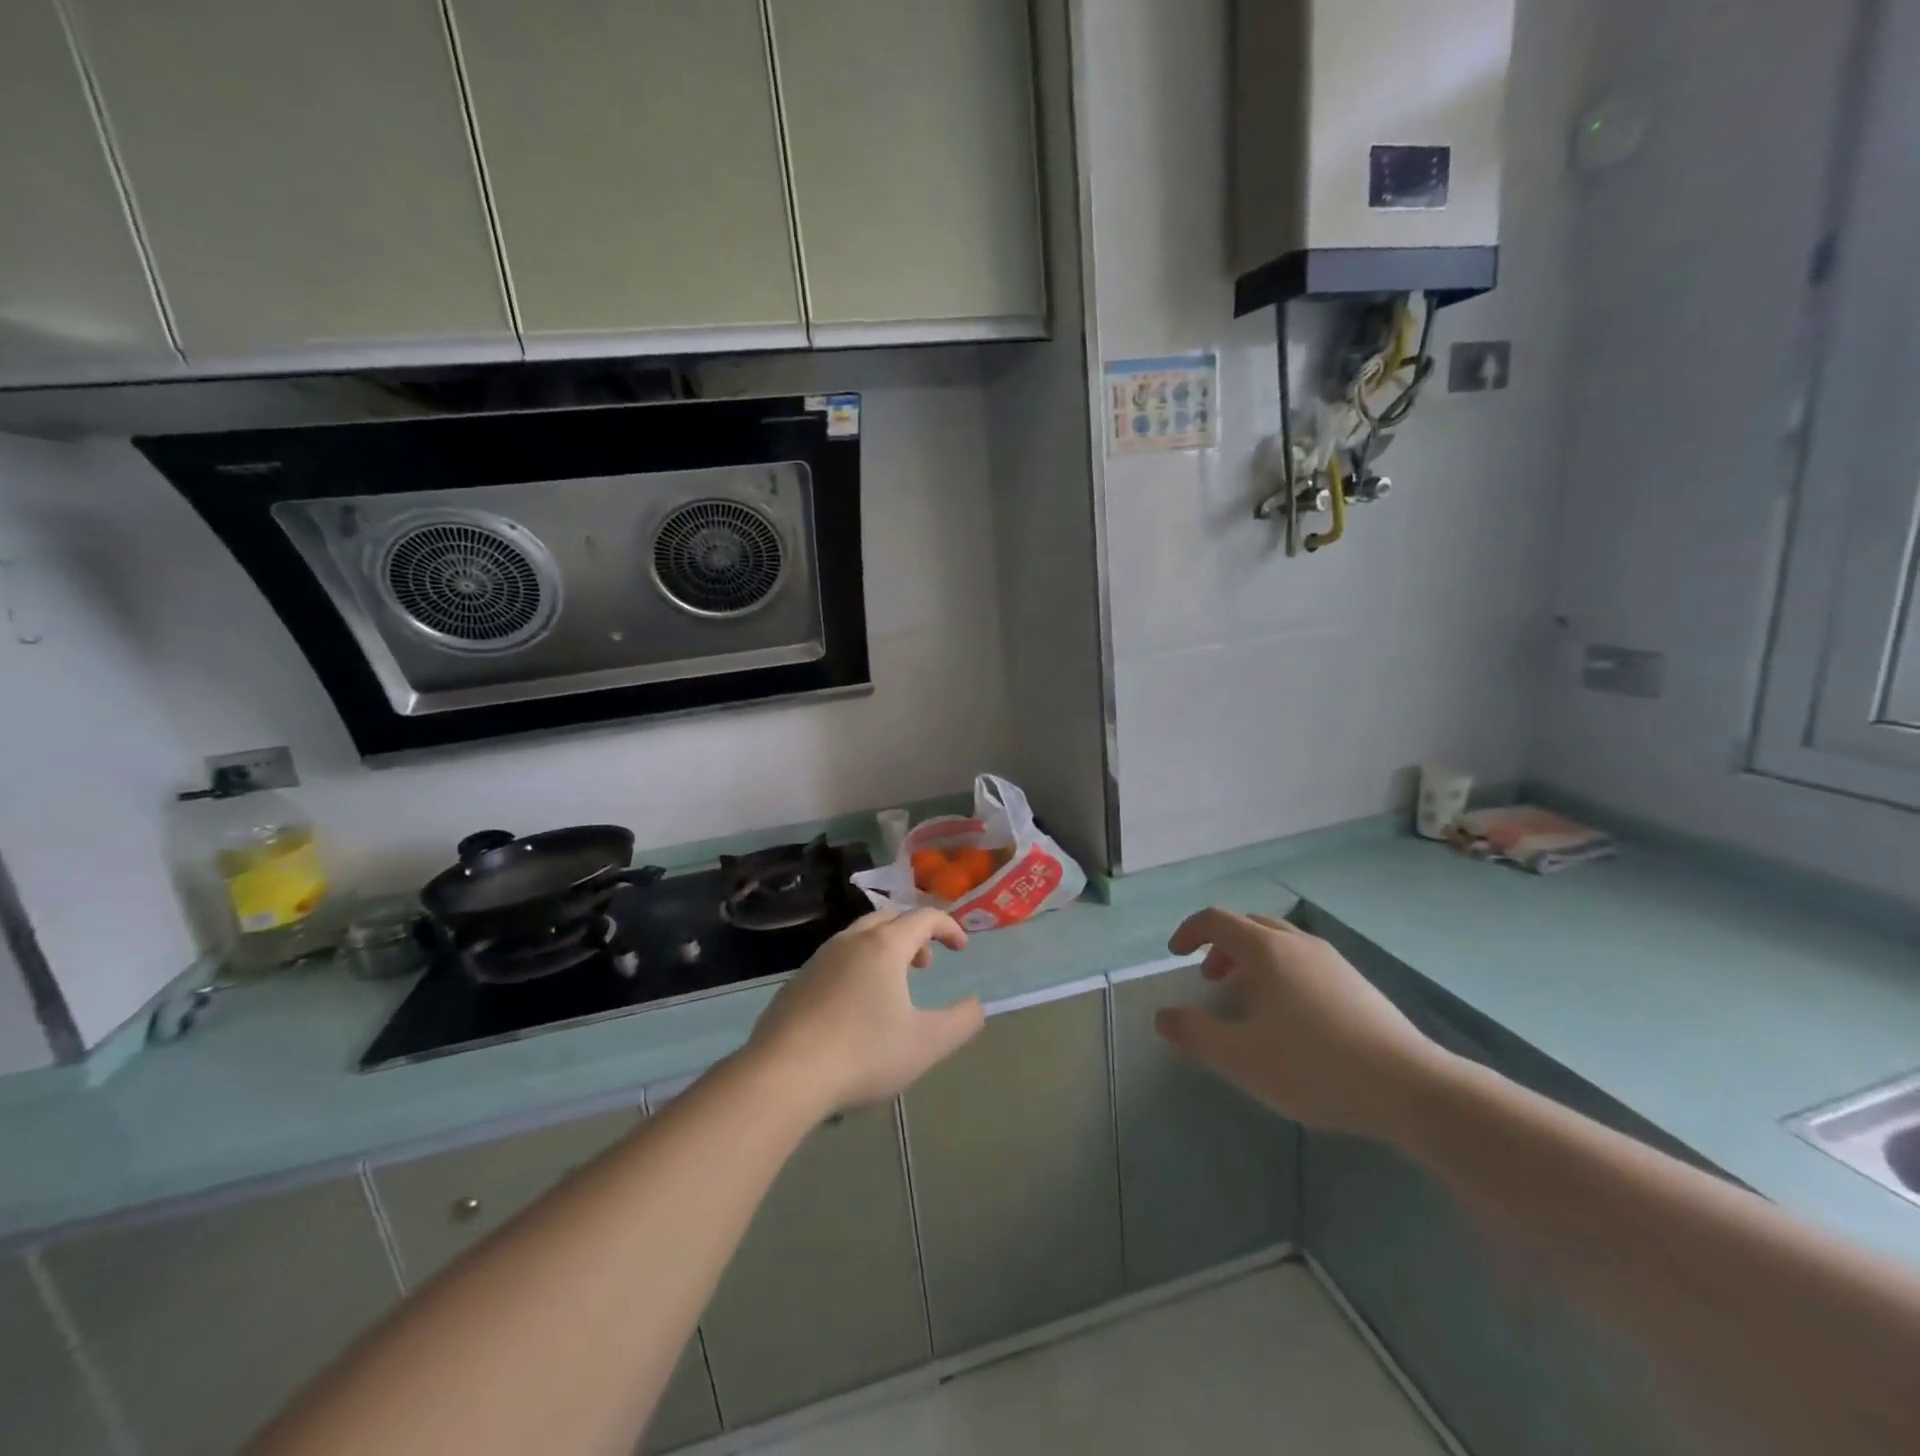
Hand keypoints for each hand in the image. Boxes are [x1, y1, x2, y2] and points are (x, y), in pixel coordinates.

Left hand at [747, 909, 983, 1115]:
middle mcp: (850, 942)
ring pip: (858, 938)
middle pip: (888, 920)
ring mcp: (818, 960)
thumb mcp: (926, 1043)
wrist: (784, 1074)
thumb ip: (961, 1022)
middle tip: (926, 964)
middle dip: (913, 934)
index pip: (924, 917)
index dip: (948, 927)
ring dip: (884, 951)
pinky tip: (854, 1008)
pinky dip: (856, 969)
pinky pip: (835, 961)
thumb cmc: (864, 1052)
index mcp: (884, 946)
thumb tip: (976, 1006)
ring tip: (893, 986)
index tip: (962, 948)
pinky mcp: (796, 983)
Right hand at [1153, 909, 1452, 1141]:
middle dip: (1221, 946)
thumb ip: (1195, 1034)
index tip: (1175, 955)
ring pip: (1279, 942)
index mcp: (1266, 950)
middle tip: (1210, 979)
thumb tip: (1163, 1017)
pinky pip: (1304, 960)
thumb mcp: (1241, 1058)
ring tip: (1248, 998)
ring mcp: (1332, 960)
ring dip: (1251, 959)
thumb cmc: (1314, 1067)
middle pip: (1248, 925)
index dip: (1188, 931)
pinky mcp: (1356, 982)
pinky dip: (1281, 971)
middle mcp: (1297, 943)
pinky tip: (1291, 1016)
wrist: (1411, 1087)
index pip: (1216, 920)